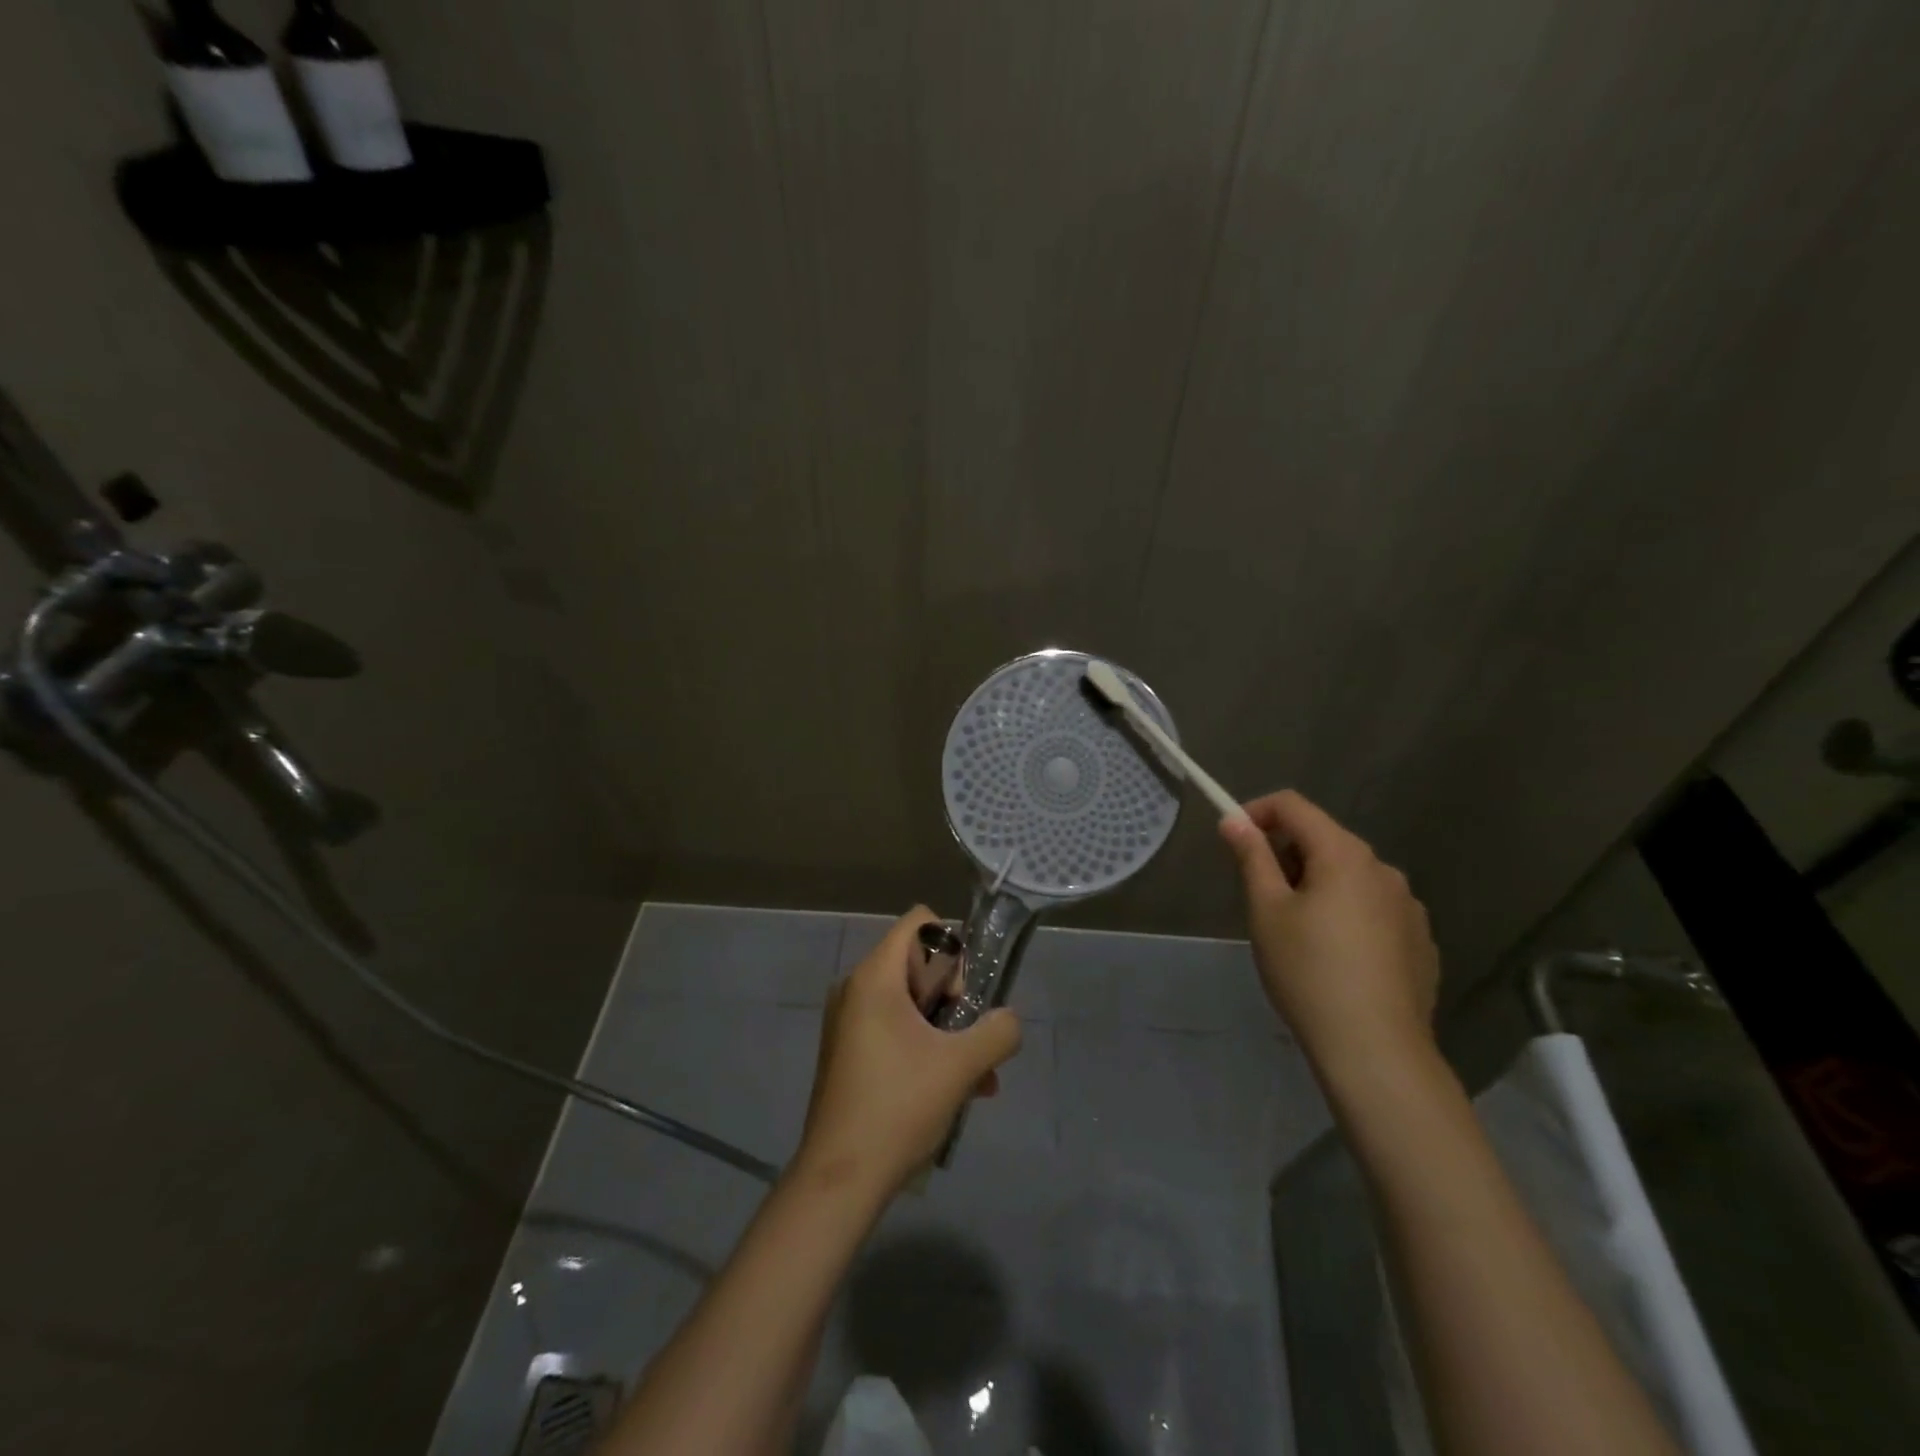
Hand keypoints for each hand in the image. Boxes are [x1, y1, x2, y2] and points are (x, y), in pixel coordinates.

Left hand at [795, 907, 1021, 1198]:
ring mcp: (849, 1022)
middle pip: (918, 963)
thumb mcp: (961, 1067)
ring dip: (948, 1032)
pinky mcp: (849, 1052)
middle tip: (968, 1040)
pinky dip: (926, 1048)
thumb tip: (1009, 1021)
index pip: (920, 922)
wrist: (839, 1179)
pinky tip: (956, 1091)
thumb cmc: (898, 1107)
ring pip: (912, 1003)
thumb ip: (998, 1032)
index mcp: (875, 977)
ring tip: (978, 1079)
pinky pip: (896, 1029)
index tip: (961, 996)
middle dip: (955, 998)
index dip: (951, 949)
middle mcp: (856, 988)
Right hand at [1220, 791, 1438, 1077]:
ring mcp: (1409, 906)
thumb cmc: (1308, 972)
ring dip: (1317, 885)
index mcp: (1344, 854)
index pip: (1294, 806)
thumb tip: (1234, 820)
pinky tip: (1335, 958)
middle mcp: (1383, 869)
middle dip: (1286, 854)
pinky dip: (1346, 914)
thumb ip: (1252, 857)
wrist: (1376, 1050)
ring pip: (1350, 876)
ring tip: (1295, 932)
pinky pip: (1373, 909)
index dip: (1257, 812)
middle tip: (1259, 896)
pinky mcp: (1420, 941)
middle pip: (1324, 840)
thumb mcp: (1266, 911)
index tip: (1233, 839)